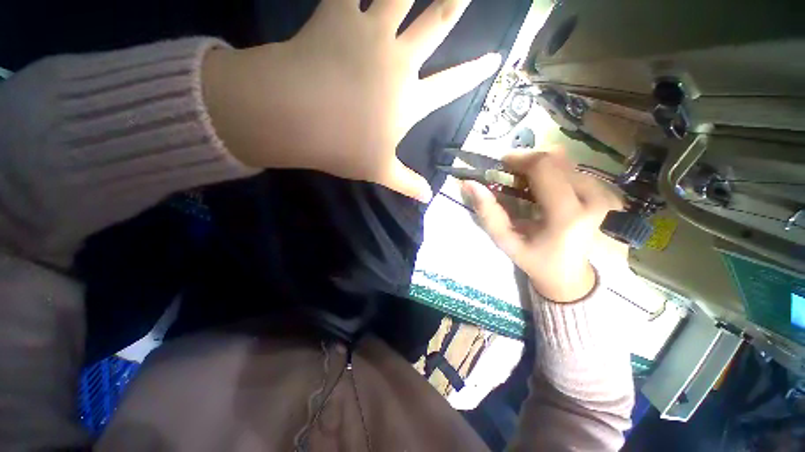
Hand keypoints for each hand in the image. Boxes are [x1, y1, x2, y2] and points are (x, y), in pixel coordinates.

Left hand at [203, 0, 501, 201]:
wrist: (299, 118)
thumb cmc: (344, 148)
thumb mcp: (381, 172)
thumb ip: (407, 184)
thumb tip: (427, 199)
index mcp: (410, 99)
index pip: (452, 84)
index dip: (474, 72)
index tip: (495, 58)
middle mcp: (399, 60)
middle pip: (436, 23)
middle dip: (456, 3)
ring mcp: (369, 33)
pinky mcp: (336, 17)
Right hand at [463, 151, 624, 302]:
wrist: (573, 275)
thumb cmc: (536, 260)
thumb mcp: (506, 240)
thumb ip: (488, 212)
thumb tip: (469, 184)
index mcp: (567, 215)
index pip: (544, 167)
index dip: (520, 159)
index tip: (502, 165)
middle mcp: (594, 199)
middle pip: (556, 160)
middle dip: (528, 163)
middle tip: (512, 177)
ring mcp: (607, 195)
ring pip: (566, 163)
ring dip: (540, 168)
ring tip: (528, 187)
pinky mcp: (610, 194)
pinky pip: (576, 171)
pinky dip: (554, 174)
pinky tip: (546, 192)